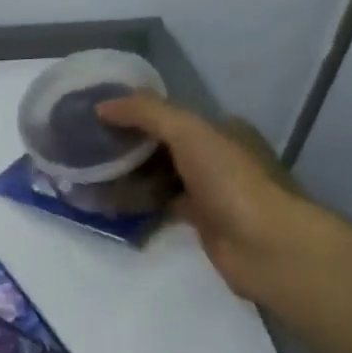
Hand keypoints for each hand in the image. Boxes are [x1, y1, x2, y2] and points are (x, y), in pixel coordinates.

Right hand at [95, 90, 307, 299]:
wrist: (265, 246)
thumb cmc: (230, 180)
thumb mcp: (188, 132)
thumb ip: (145, 113)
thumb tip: (101, 106)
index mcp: (221, 128)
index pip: (170, 113)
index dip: (134, 111)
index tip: (97, 115)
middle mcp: (216, 156)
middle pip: (161, 144)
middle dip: (127, 143)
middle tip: (87, 145)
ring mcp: (208, 190)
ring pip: (158, 175)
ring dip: (129, 174)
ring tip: (88, 173)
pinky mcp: (199, 220)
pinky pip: (159, 204)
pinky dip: (136, 202)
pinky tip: (107, 202)